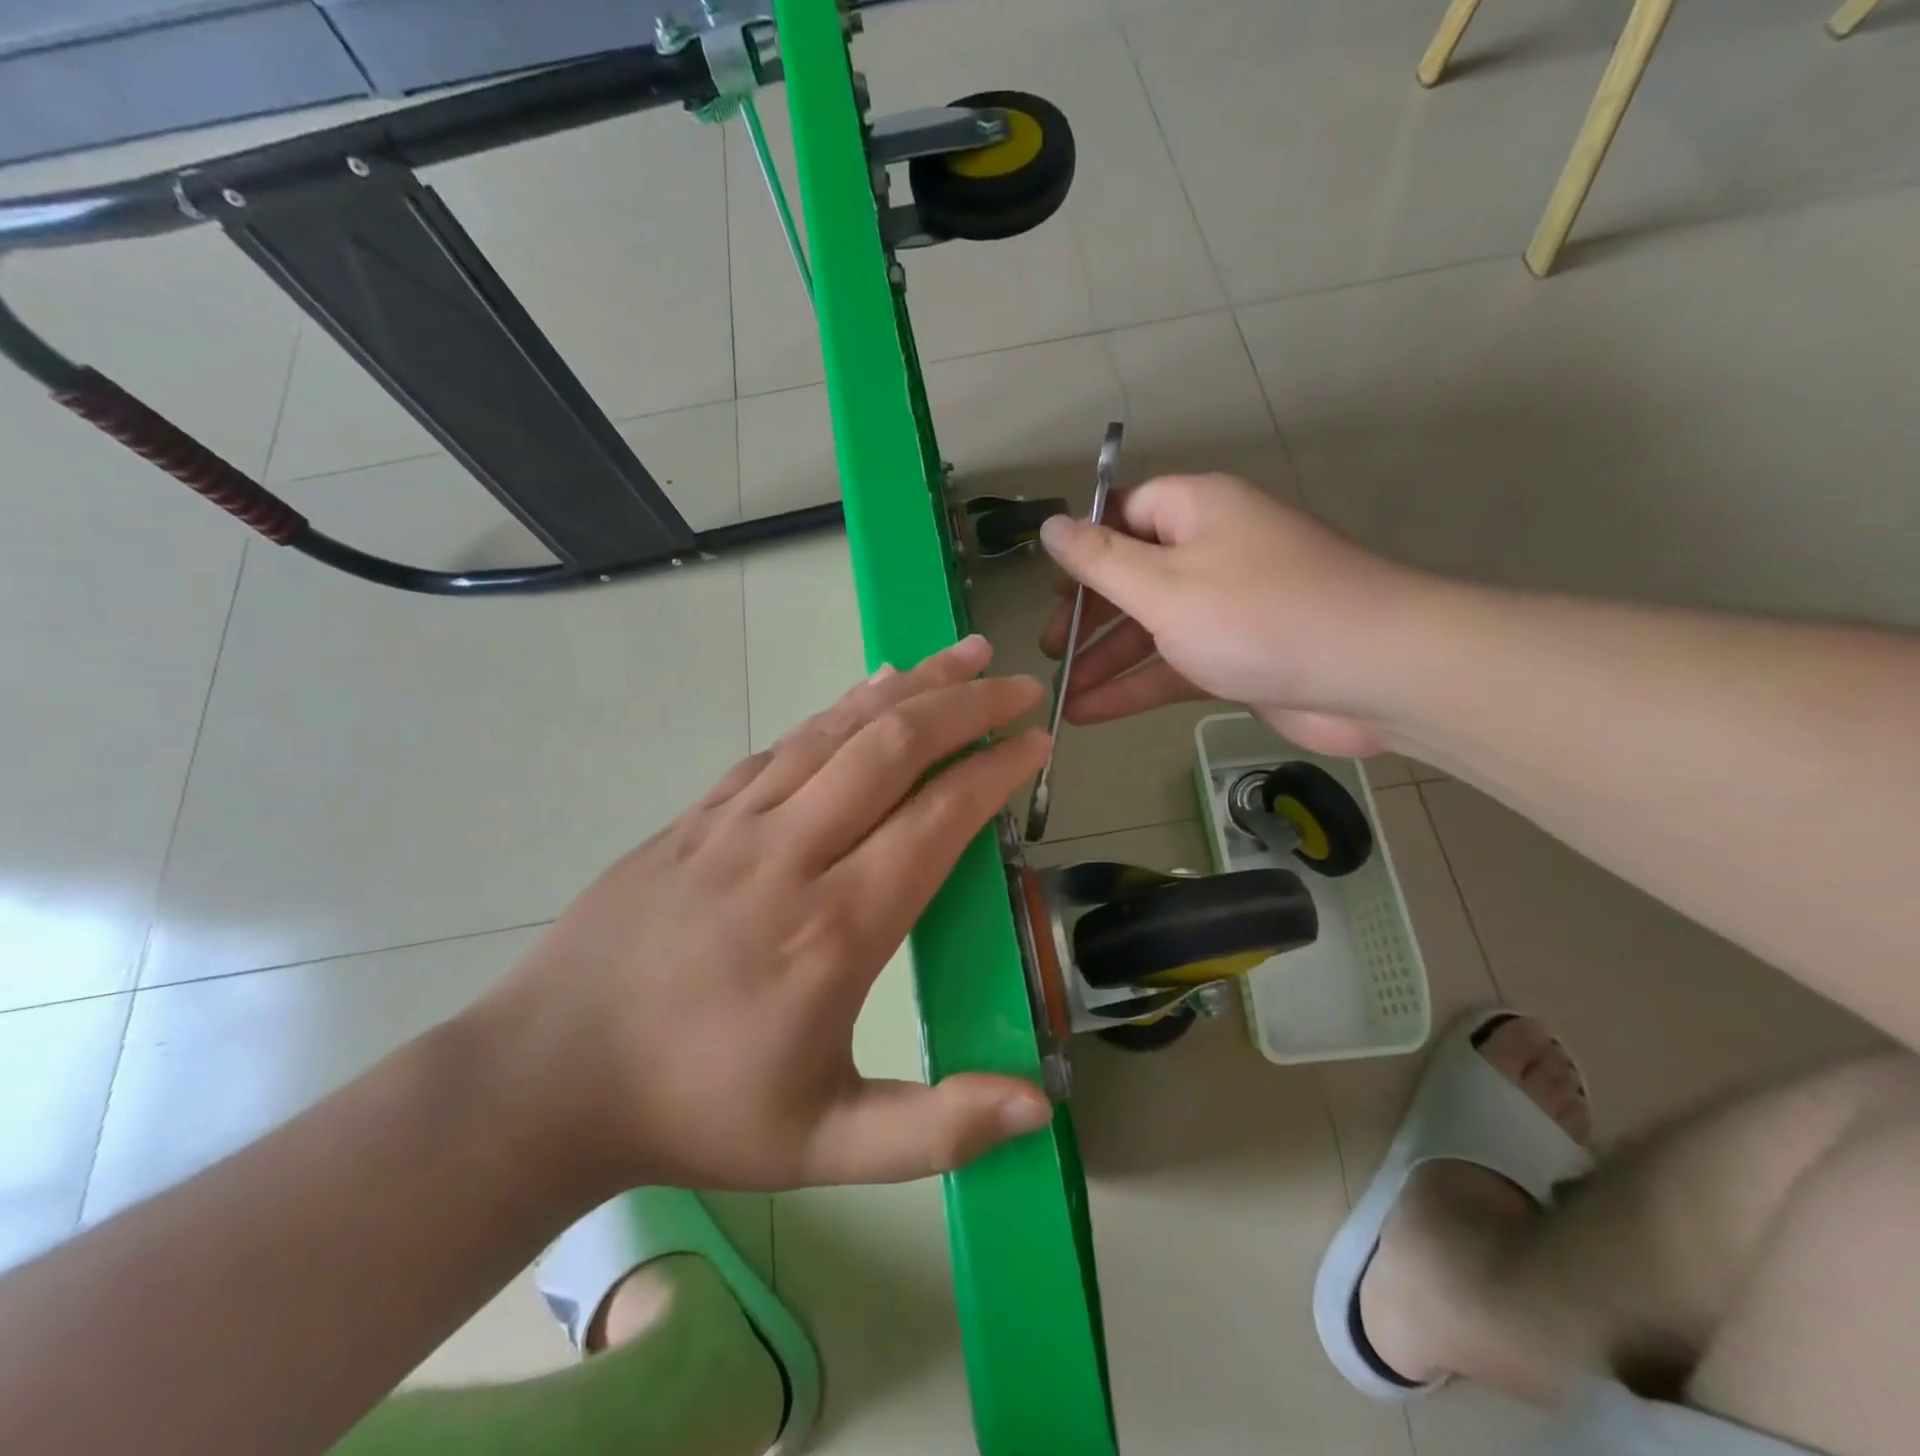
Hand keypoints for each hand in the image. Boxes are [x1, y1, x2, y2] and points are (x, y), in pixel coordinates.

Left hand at [469, 636, 1054, 1195]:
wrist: (546, 1078)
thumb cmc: (696, 1112)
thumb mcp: (825, 1147)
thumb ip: (937, 1128)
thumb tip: (1040, 1105)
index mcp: (834, 929)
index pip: (936, 820)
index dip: (994, 772)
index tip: (1036, 743)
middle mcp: (790, 855)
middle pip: (892, 749)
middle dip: (965, 705)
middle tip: (1015, 683)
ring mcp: (736, 824)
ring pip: (837, 730)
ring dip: (909, 686)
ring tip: (961, 654)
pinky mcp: (699, 815)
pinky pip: (784, 743)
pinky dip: (838, 707)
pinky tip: (871, 687)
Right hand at [1038, 474, 1425, 756]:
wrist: (1374, 675)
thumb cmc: (1258, 616)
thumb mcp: (1163, 586)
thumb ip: (1100, 560)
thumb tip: (1051, 525)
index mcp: (1196, 511)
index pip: (1125, 513)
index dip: (1083, 546)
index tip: (1048, 587)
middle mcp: (1211, 551)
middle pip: (1132, 574)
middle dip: (1087, 614)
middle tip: (1050, 648)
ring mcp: (1227, 607)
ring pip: (1151, 627)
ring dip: (1105, 660)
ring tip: (1060, 693)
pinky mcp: (1238, 656)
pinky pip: (1174, 663)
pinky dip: (1135, 686)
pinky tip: (1090, 713)